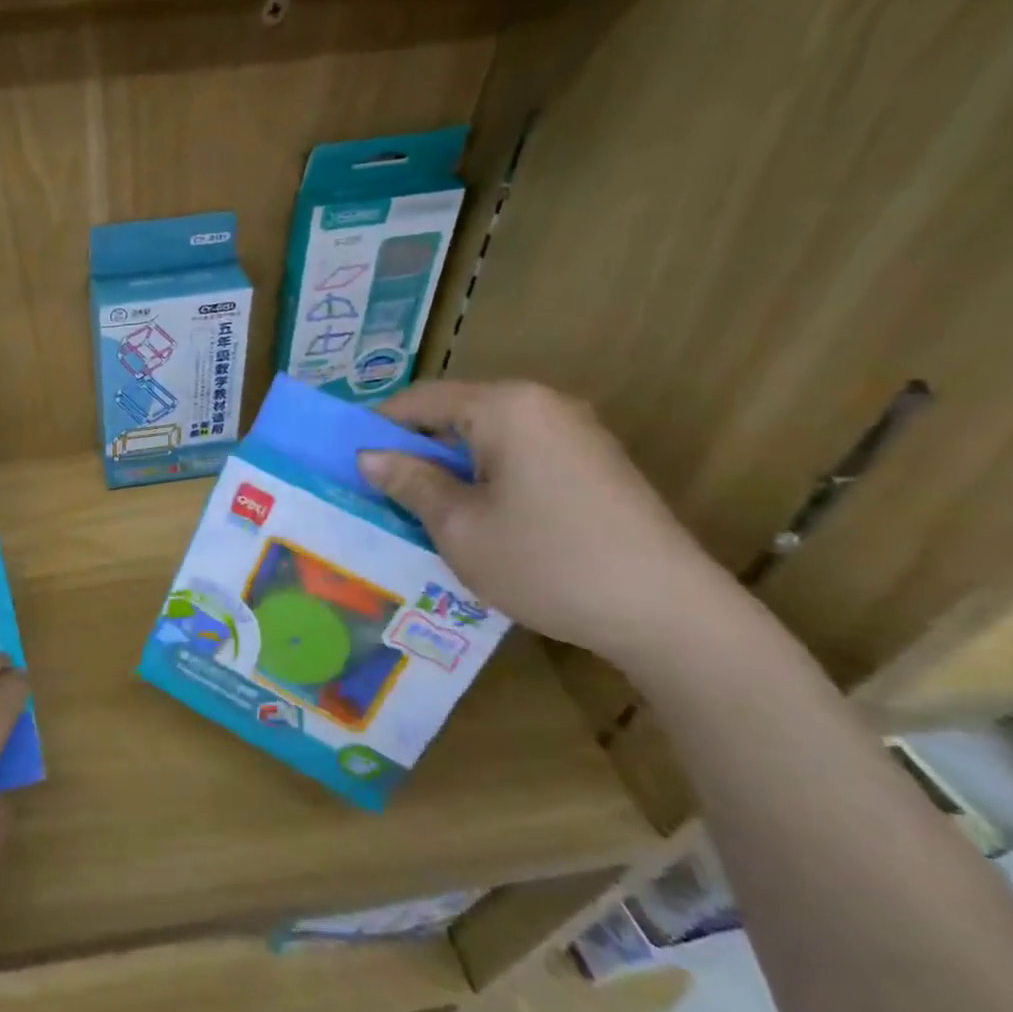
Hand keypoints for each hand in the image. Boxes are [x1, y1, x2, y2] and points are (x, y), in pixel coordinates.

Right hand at [355, 380, 740, 665]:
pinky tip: (475, 518)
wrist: (666, 612)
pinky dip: (486, 477)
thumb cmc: (545, 562)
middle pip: (456, 414)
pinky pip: (520, 456)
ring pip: (487, 438)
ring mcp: (575, 433)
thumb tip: (368, 457)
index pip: (421, 399)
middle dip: (414, 449)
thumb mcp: (459, 525)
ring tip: (420, 508)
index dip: (377, 426)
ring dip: (449, 466)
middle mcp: (543, 405)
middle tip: (378, 490)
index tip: (346, 460)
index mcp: (505, 407)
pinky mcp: (594, 464)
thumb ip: (410, 482)